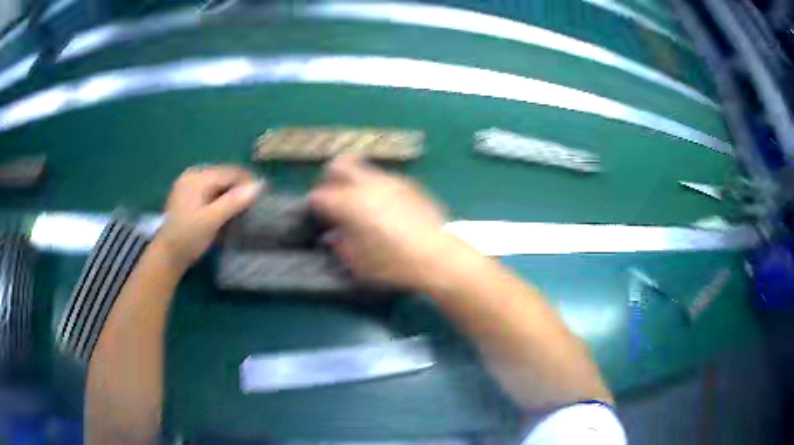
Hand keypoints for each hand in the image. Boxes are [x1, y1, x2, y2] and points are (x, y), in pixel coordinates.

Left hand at [155, 165, 262, 270]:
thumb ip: (234, 201)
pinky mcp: (189, 197)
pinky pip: (211, 191)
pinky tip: (229, 209)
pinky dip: (222, 198)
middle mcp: (193, 175)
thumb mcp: (211, 220)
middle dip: (240, 186)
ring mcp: (189, 186)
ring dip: (232, 193)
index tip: (265, 193)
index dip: (248, 181)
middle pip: (224, 176)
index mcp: (197, 177)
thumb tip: (259, 185)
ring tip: (245, 206)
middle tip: (256, 202)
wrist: (167, 256)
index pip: (229, 172)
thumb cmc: (188, 237)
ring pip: (218, 184)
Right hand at [310, 154, 460, 289]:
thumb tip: (335, 236)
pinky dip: (376, 187)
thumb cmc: (393, 264)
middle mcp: (367, 185)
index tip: (319, 216)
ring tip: (360, 202)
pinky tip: (385, 206)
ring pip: (364, 169)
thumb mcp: (359, 263)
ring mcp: (390, 181)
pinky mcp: (409, 184)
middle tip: (333, 195)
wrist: (437, 256)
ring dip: (355, 181)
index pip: (319, 196)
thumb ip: (341, 245)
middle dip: (330, 177)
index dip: (315, 205)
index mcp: (348, 203)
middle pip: (339, 165)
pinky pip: (385, 178)